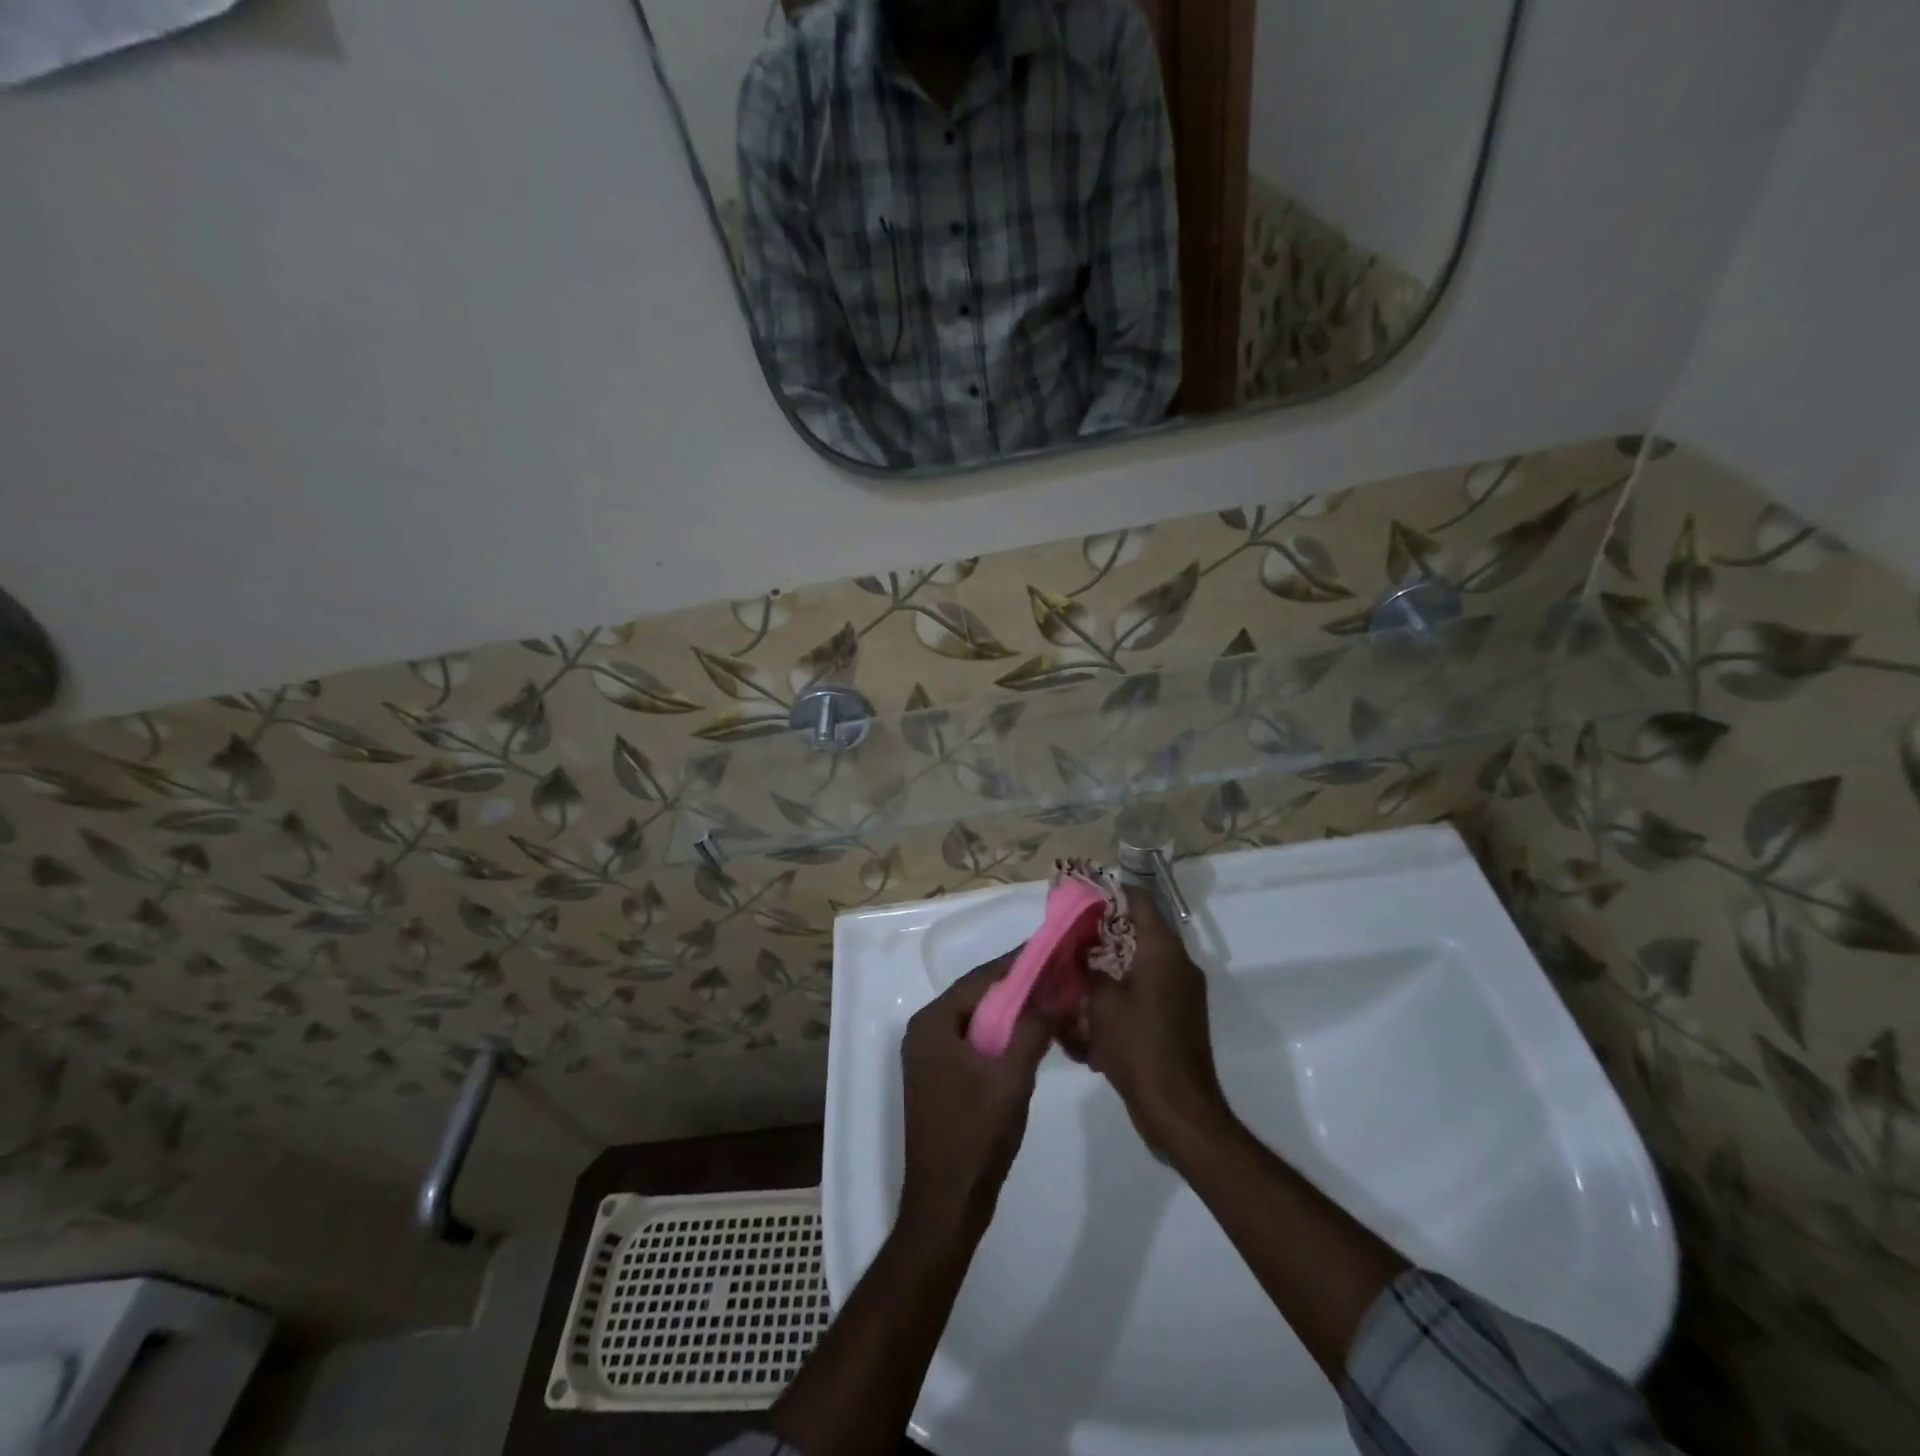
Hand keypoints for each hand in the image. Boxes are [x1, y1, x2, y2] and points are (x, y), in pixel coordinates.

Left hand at [899, 955, 1049, 1239]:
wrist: (946, 1205)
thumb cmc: (975, 1136)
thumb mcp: (1012, 1077)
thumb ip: (1032, 1029)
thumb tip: (1055, 993)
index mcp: (932, 1023)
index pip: (980, 978)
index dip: (1016, 963)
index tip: (1050, 949)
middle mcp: (924, 1031)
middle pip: (976, 996)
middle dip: (1016, 986)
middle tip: (1056, 973)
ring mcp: (928, 1057)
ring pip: (976, 1020)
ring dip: (1010, 1011)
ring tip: (1049, 999)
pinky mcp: (938, 1078)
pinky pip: (972, 1042)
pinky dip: (1000, 1035)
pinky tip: (1029, 1036)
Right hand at [1078, 888, 1230, 1155]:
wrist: (1177, 1109)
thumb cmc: (1137, 1046)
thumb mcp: (1100, 1002)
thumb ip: (1087, 969)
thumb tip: (1079, 953)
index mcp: (1163, 950)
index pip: (1138, 900)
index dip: (1108, 892)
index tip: (1078, 896)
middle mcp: (1178, 964)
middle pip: (1137, 933)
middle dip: (1100, 936)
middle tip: (1067, 940)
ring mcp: (1181, 993)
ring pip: (1138, 966)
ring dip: (1108, 969)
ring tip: (1074, 980)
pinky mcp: (1177, 1019)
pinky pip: (1144, 994)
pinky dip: (1120, 997)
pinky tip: (1091, 1017)